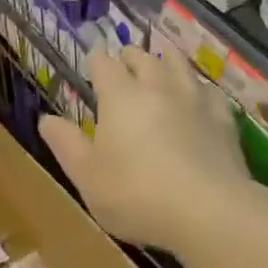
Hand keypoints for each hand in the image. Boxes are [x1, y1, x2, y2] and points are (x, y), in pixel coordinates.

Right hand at [39, 47, 249, 254]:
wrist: (208, 210)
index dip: (96, 60)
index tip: (93, 61)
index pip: (103, 63)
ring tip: (162, 63)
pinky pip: (209, 91)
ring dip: (166, 61)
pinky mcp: (222, 117)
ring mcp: (192, 98)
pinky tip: (200, 98)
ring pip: (178, 64)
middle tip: (125, 61)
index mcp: (119, 95)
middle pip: (142, 57)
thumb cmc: (137, 194)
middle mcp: (156, 85)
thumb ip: (66, 144)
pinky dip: (200, 89)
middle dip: (130, 56)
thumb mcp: (87, 176)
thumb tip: (46, 118)